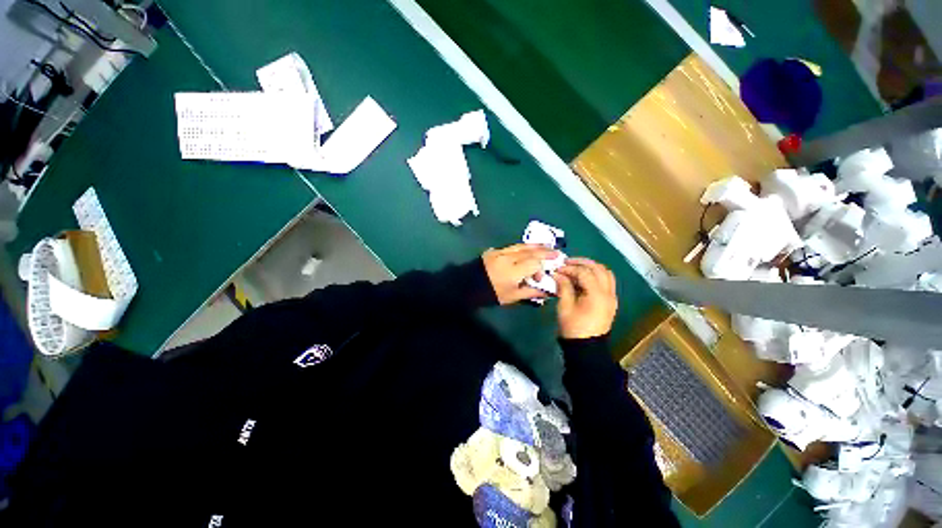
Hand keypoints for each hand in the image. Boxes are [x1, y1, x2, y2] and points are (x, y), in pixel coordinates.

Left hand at [482, 244, 558, 304]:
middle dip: (545, 252)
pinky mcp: (495, 250)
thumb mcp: (512, 296)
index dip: (541, 269)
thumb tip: (548, 292)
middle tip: (557, 252)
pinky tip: (529, 247)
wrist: (469, 285)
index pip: (534, 263)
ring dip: (536, 246)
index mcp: (513, 271)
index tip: (540, 278)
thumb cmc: (492, 293)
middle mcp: (508, 258)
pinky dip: (523, 246)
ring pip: (522, 246)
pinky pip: (513, 246)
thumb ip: (531, 292)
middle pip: (530, 252)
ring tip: (547, 246)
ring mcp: (501, 252)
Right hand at [554, 258, 617, 338]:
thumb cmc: (573, 327)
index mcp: (597, 295)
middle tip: (567, 263)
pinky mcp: (610, 301)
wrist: (586, 347)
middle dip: (582, 263)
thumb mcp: (565, 306)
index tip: (558, 269)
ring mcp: (611, 297)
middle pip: (599, 269)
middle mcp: (608, 293)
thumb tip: (558, 274)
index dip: (570, 268)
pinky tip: (583, 279)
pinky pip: (606, 282)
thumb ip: (563, 287)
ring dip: (591, 268)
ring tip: (576, 268)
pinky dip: (596, 276)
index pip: (585, 273)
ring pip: (606, 273)